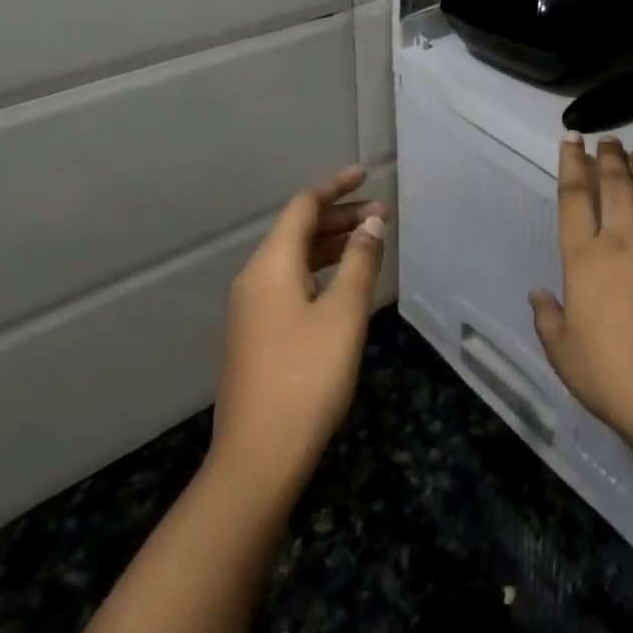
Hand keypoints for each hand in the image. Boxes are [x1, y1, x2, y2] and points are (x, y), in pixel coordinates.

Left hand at [210, 167, 387, 498]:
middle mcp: (254, 279)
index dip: (334, 187)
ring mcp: (252, 310)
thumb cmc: (306, 377)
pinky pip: (290, 284)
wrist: (258, 458)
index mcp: (270, 266)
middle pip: (297, 231)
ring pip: (294, 260)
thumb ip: (359, 262)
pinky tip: (344, 286)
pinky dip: (320, 272)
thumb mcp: (343, 315)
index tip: (365, 174)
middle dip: (338, 217)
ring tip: (369, 243)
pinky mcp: (257, 336)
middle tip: (380, 214)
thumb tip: (371, 223)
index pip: (302, 208)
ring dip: (331, 245)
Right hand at [529, 137, 632, 447]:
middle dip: (608, 157)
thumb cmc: (611, 376)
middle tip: (609, 141)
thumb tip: (537, 292)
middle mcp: (621, 240)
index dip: (571, 164)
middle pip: (613, 185)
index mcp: (583, 259)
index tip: (572, 141)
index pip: (574, 198)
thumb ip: (547, 318)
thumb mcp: (563, 352)